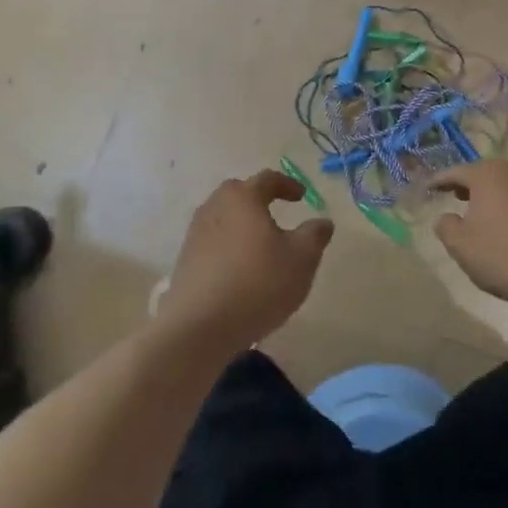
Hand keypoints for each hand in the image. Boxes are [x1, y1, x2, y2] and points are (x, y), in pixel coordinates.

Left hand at [158, 171, 333, 350]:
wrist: (199, 327)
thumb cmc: (257, 284)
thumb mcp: (301, 259)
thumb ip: (315, 235)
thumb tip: (323, 222)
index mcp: (243, 198)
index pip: (267, 179)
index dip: (288, 185)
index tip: (302, 196)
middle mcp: (215, 207)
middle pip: (238, 194)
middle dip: (259, 199)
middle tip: (276, 213)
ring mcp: (195, 234)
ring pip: (223, 217)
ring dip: (241, 224)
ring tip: (259, 244)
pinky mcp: (185, 260)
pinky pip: (212, 242)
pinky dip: (228, 246)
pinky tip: (239, 269)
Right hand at [430, 161, 507, 307]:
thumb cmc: (507, 255)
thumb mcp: (463, 247)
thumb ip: (446, 228)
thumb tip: (445, 217)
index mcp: (487, 175)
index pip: (455, 172)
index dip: (439, 181)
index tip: (428, 187)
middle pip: (485, 175)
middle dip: (470, 186)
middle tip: (457, 197)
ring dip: (497, 198)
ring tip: (488, 215)